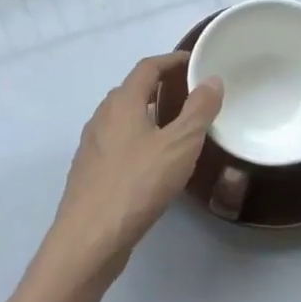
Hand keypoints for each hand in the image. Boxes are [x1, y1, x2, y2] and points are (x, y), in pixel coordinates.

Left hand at [44, 53, 222, 282]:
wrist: (88, 240)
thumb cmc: (137, 185)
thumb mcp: (179, 146)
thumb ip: (198, 111)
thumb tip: (212, 80)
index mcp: (121, 103)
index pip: (147, 67)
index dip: (171, 60)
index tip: (194, 61)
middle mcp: (102, 117)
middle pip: (133, 90)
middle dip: (161, 87)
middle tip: (190, 94)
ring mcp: (92, 146)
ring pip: (124, 119)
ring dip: (149, 114)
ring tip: (177, 128)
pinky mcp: (89, 173)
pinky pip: (118, 143)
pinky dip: (139, 139)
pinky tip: (154, 162)